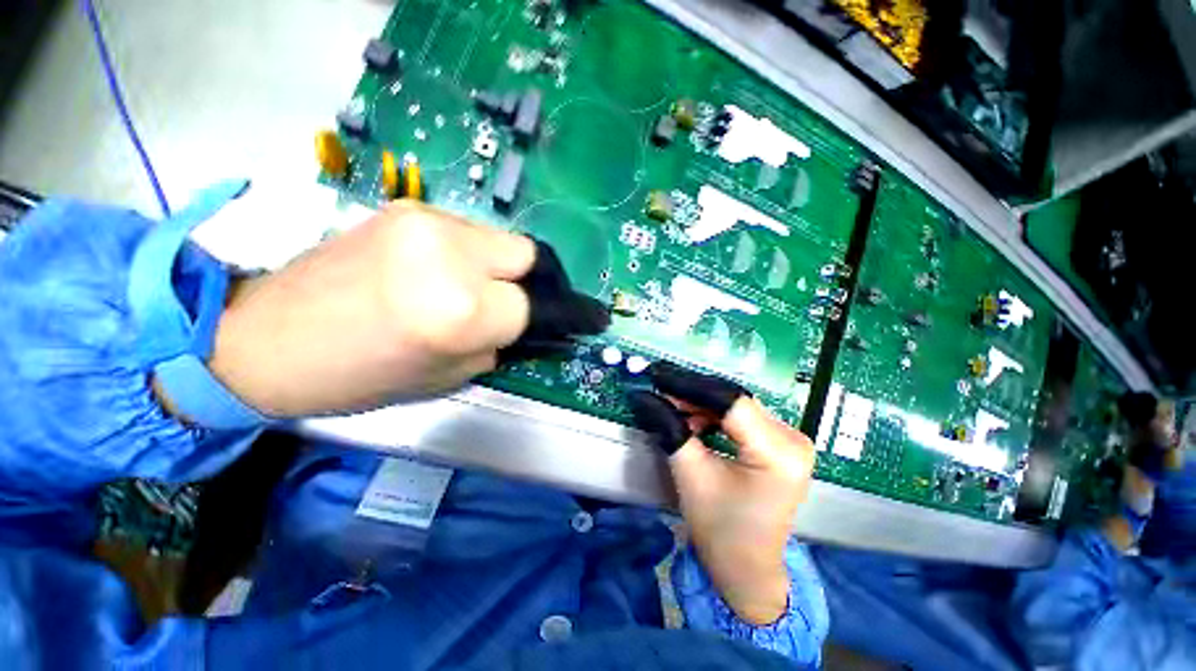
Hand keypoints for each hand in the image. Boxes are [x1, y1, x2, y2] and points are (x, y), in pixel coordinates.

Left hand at [199, 201, 606, 416]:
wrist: (262, 338)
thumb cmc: (357, 376)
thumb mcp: (447, 376)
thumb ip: (500, 344)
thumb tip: (536, 326)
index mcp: (457, 311)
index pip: (534, 306)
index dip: (561, 316)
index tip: (585, 319)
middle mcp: (449, 256)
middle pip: (529, 256)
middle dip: (534, 283)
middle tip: (518, 304)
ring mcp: (426, 222)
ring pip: (501, 241)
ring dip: (500, 269)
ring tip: (473, 291)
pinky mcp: (406, 208)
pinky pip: (467, 233)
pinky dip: (472, 256)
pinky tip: (443, 274)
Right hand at [629, 362, 815, 624]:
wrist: (748, 568)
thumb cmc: (721, 530)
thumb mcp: (691, 475)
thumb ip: (670, 429)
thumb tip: (645, 396)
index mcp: (777, 453)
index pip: (729, 401)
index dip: (690, 385)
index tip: (658, 377)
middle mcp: (793, 439)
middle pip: (733, 400)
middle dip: (693, 394)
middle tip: (660, 392)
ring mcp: (791, 440)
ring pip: (736, 405)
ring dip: (702, 404)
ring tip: (673, 410)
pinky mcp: (782, 443)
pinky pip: (742, 416)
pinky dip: (714, 415)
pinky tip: (694, 422)